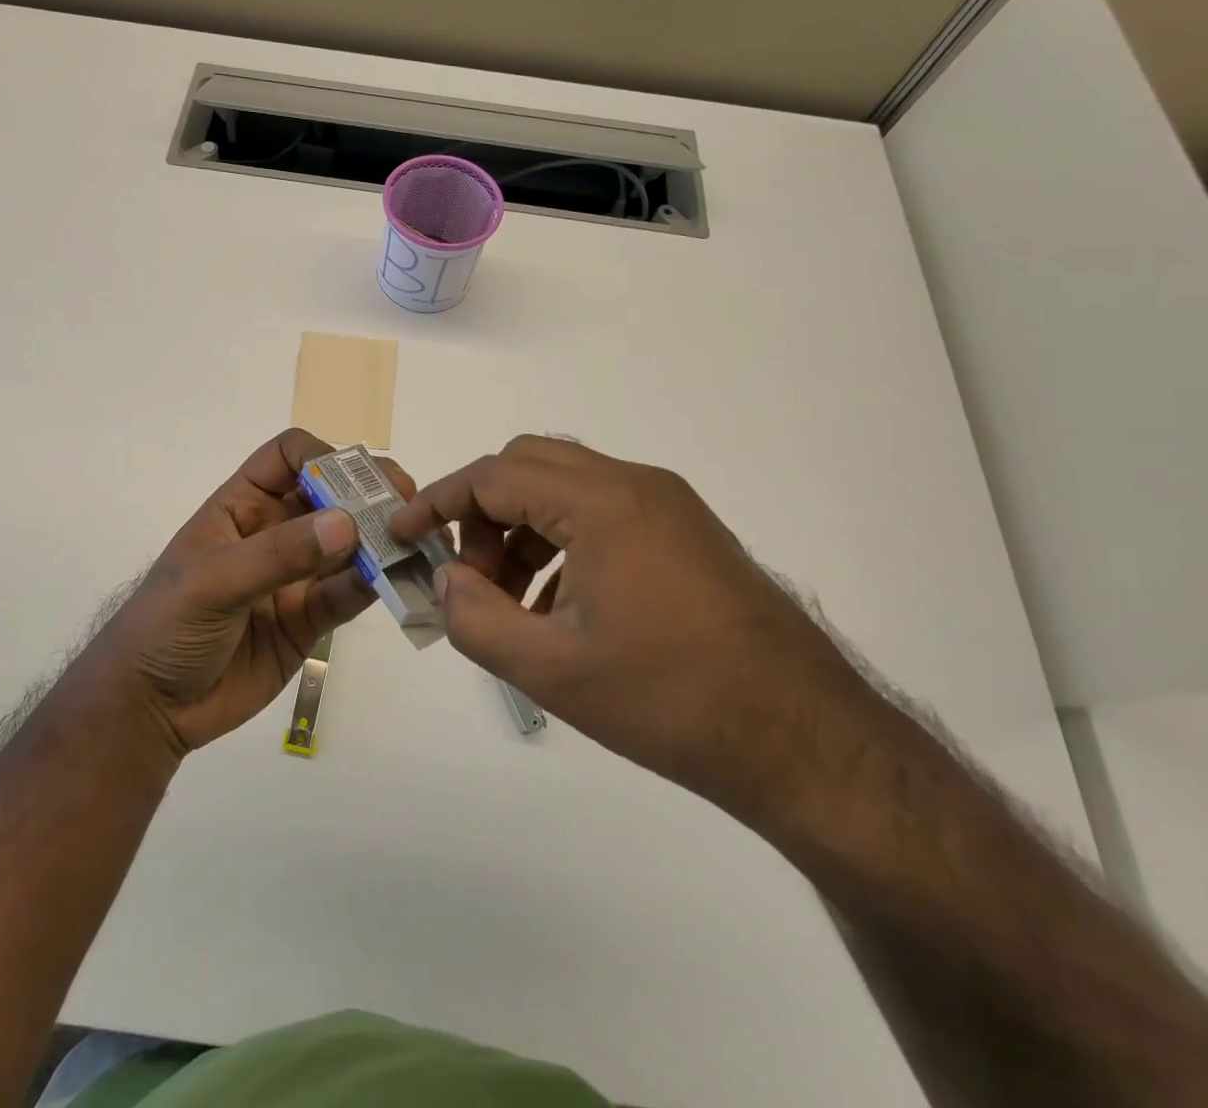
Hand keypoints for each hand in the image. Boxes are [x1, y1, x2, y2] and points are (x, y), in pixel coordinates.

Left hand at [79, 430, 412, 757]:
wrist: (150, 708)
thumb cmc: (165, 626)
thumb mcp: (212, 582)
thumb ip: (278, 554)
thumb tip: (347, 523)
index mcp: (242, 504)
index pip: (288, 457)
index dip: (322, 457)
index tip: (353, 480)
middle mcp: (274, 531)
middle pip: (330, 495)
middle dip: (367, 493)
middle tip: (406, 503)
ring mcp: (295, 575)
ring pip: (348, 544)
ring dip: (380, 540)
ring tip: (416, 541)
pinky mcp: (310, 618)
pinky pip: (349, 593)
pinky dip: (375, 584)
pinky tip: (398, 581)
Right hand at [391, 436, 880, 822]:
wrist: (806, 741)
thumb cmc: (670, 702)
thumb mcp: (552, 671)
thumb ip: (476, 619)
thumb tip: (446, 582)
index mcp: (602, 504)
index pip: (494, 476)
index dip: (438, 502)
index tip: (401, 535)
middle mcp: (636, 485)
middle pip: (529, 465)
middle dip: (482, 513)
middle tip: (468, 576)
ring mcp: (667, 505)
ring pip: (565, 487)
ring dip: (522, 528)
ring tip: (513, 603)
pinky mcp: (686, 531)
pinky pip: (601, 512)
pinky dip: (561, 541)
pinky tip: (560, 608)